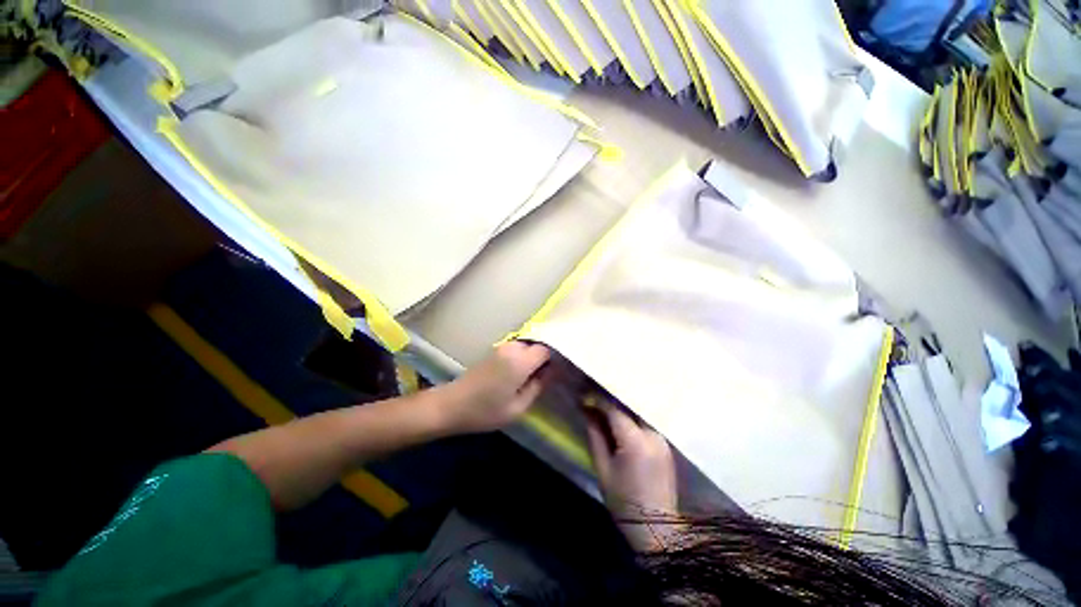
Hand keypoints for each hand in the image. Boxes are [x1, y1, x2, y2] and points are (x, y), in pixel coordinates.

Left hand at [441, 341, 549, 433]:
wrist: (452, 405)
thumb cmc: (486, 411)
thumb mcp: (518, 407)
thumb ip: (538, 386)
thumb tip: (552, 372)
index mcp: (520, 361)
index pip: (546, 349)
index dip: (555, 359)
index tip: (558, 371)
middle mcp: (512, 348)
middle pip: (537, 345)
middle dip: (543, 358)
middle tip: (546, 377)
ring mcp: (502, 347)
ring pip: (527, 346)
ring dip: (532, 358)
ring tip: (533, 377)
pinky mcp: (495, 351)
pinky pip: (517, 349)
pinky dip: (523, 358)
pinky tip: (520, 374)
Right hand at [585, 399, 679, 551]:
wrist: (656, 527)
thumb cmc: (624, 501)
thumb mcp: (603, 468)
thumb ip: (595, 435)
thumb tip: (587, 411)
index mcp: (636, 441)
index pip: (615, 410)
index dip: (598, 401)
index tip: (583, 397)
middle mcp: (653, 434)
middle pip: (629, 407)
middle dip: (610, 401)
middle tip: (593, 399)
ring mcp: (662, 439)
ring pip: (638, 413)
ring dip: (621, 409)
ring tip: (604, 409)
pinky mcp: (665, 444)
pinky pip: (645, 423)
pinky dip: (631, 419)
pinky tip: (619, 422)